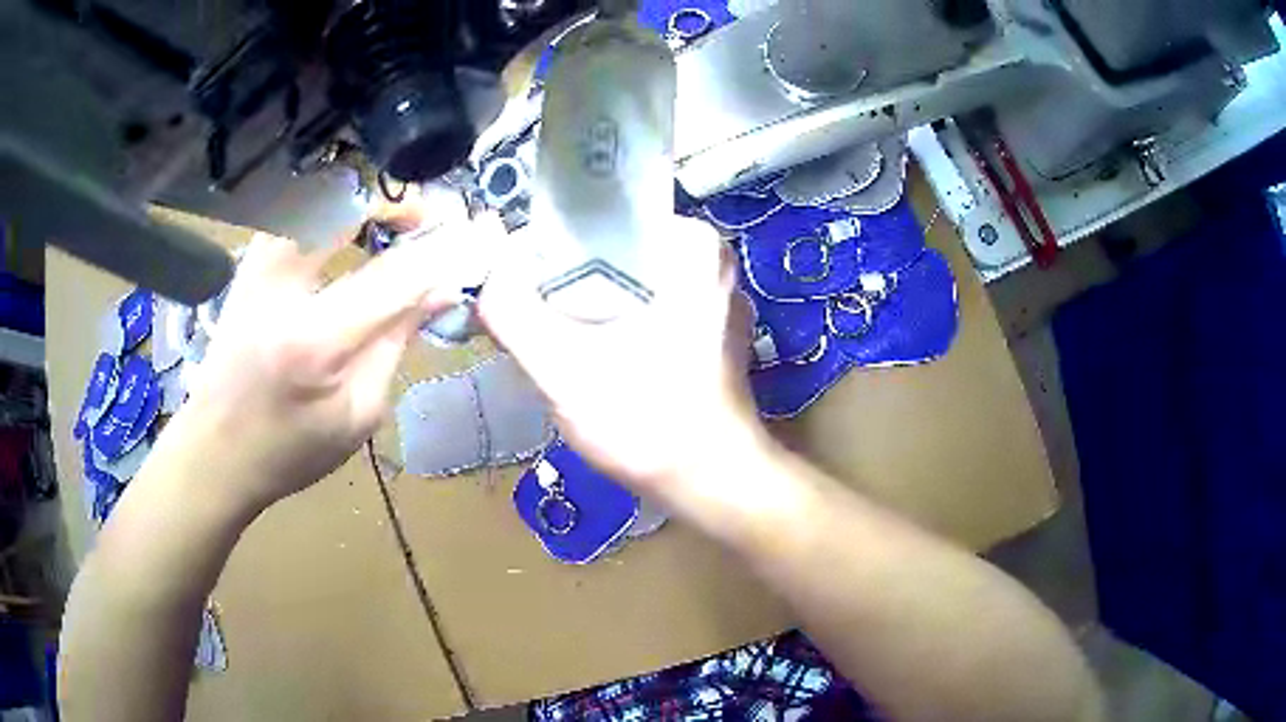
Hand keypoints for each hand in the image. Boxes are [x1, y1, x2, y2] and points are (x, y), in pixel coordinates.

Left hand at [164, 217, 502, 512]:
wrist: (217, 448)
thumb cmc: (291, 449)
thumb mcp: (359, 414)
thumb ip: (398, 342)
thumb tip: (443, 290)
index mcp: (316, 341)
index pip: (395, 274)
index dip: (444, 251)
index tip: (479, 238)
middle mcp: (282, 287)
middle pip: (350, 206)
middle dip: (398, 201)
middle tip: (426, 221)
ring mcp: (259, 266)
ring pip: (320, 195)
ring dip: (365, 198)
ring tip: (391, 225)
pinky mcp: (251, 261)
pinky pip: (299, 209)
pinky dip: (333, 206)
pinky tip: (349, 231)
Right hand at [480, 216, 763, 508]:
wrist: (712, 485)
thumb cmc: (647, 422)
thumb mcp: (562, 367)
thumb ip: (512, 313)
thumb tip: (485, 274)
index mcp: (690, 243)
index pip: (597, 219)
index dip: (547, 246)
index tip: (518, 283)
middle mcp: (710, 259)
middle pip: (611, 249)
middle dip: (564, 278)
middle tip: (531, 313)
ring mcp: (714, 296)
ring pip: (626, 279)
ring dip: (586, 302)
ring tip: (555, 335)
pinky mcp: (709, 329)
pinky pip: (645, 304)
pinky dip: (614, 320)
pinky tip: (591, 353)